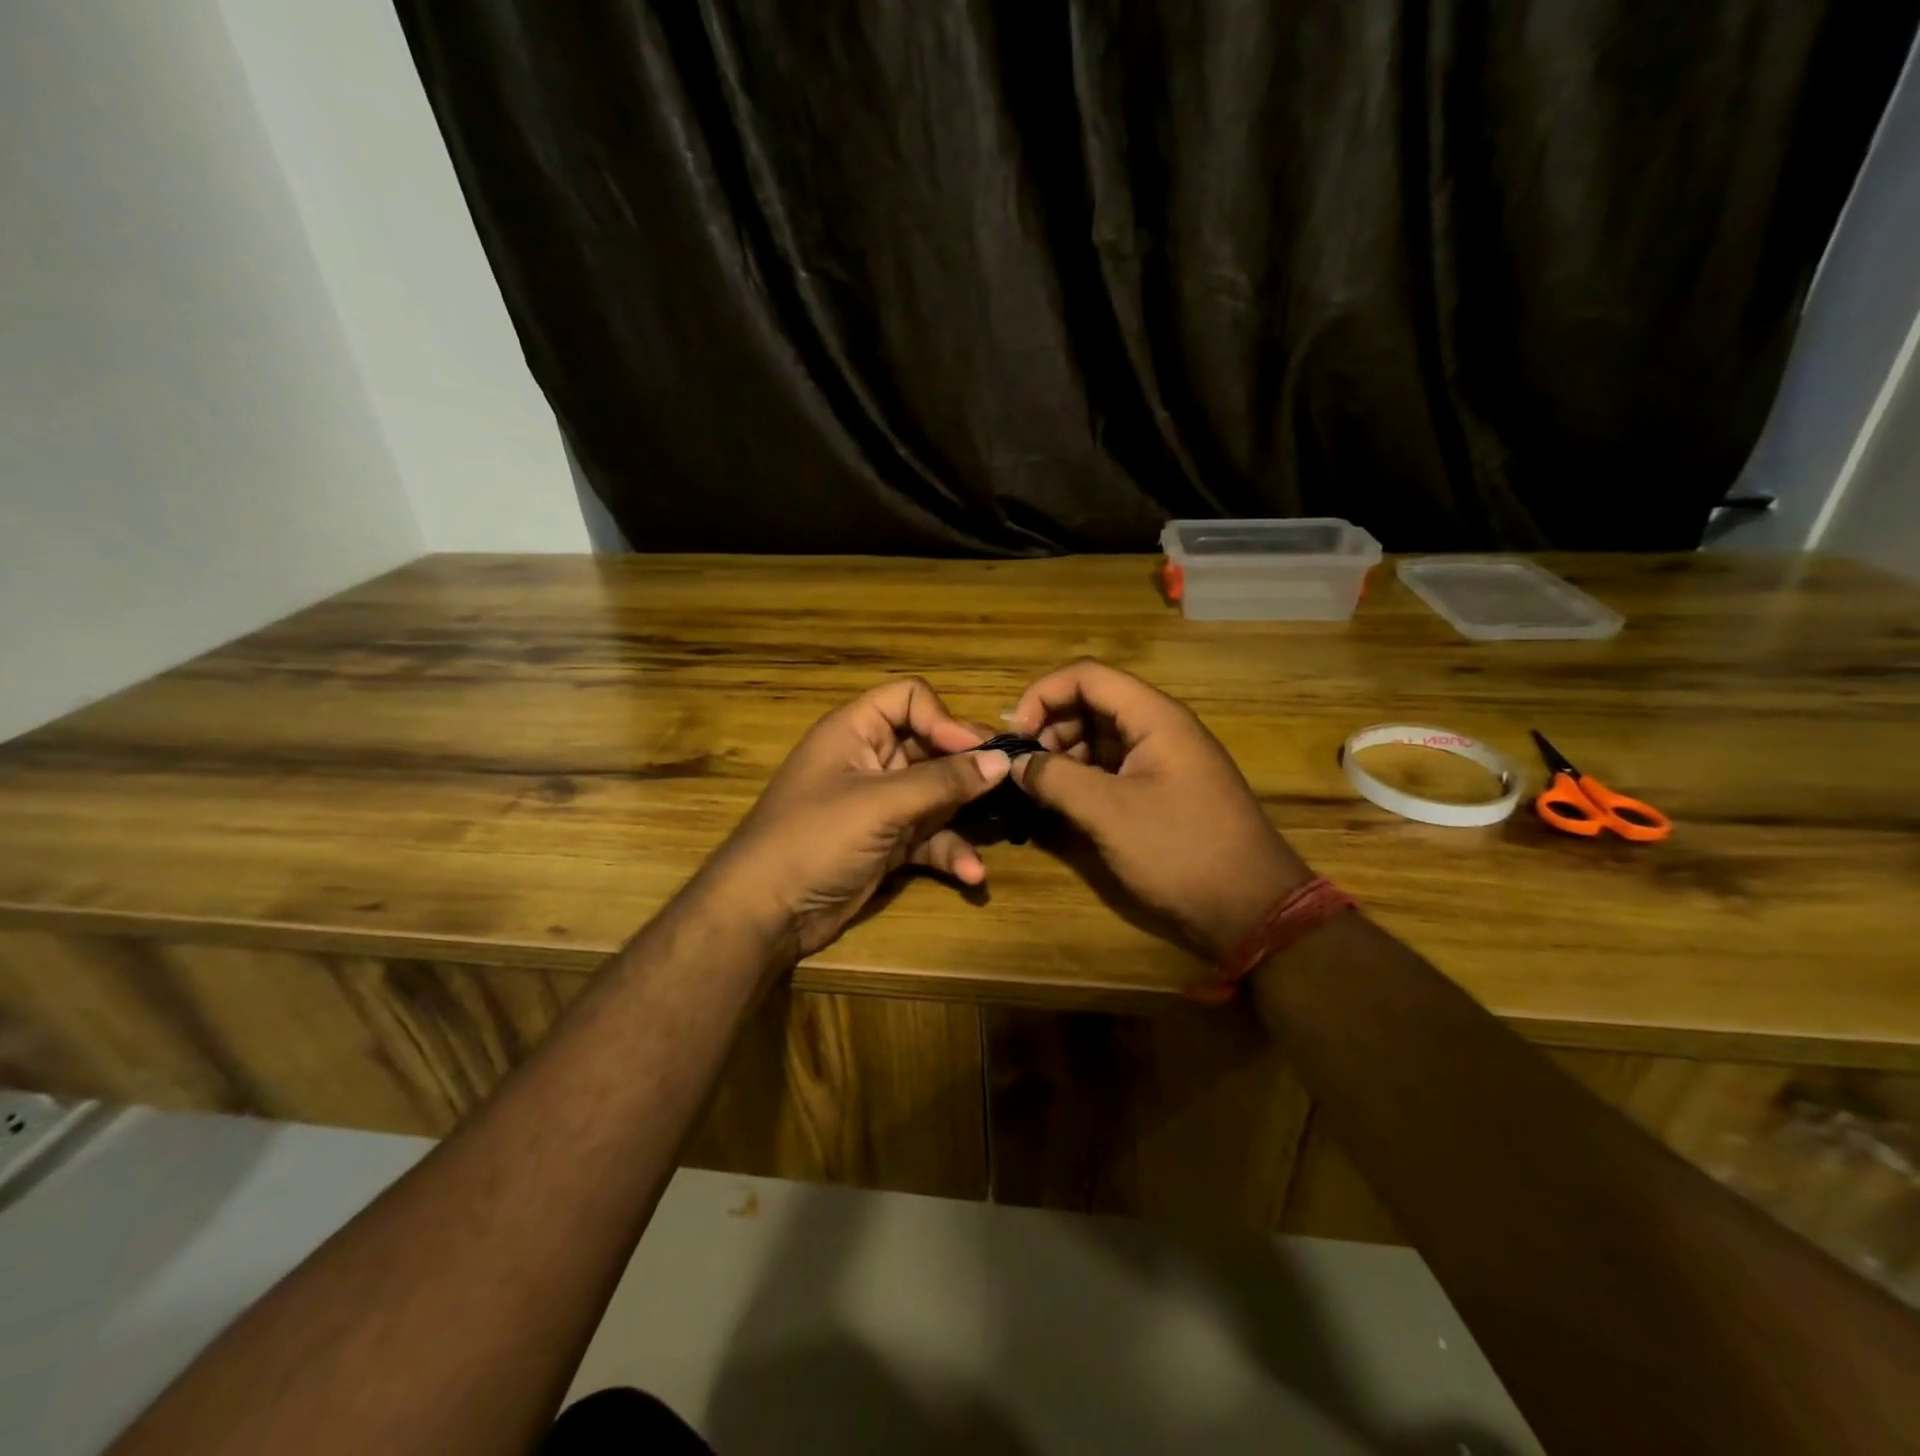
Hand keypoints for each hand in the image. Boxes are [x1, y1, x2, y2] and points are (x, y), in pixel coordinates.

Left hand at [702, 678, 1008, 961]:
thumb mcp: (880, 804)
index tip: (975, 751)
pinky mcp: (886, 844)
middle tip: (1008, 783)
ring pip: (936, 795)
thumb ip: (943, 781)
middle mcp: (870, 760)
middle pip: (930, 746)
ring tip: (998, 828)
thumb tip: (1001, 760)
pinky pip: (929, 837)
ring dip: (964, 814)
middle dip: (967, 766)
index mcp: (855, 731)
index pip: (909, 698)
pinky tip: (971, 874)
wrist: (765, 912)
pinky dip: (949, 851)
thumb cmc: (815, 838)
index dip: (943, 719)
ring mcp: (879, 804)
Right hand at [1007, 659, 1310, 958]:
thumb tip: (1014, 763)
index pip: (1086, 676)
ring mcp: (1162, 759)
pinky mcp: (1161, 789)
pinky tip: (1062, 803)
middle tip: (1023, 768)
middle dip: (1050, 727)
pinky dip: (1082, 777)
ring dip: (1063, 754)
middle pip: (1091, 702)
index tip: (1015, 735)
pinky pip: (1113, 766)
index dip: (1042, 695)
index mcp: (1154, 717)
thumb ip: (1055, 779)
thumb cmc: (1180, 851)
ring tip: (1038, 789)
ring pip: (1099, 736)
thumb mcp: (1109, 813)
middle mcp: (1159, 727)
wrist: (1251, 908)